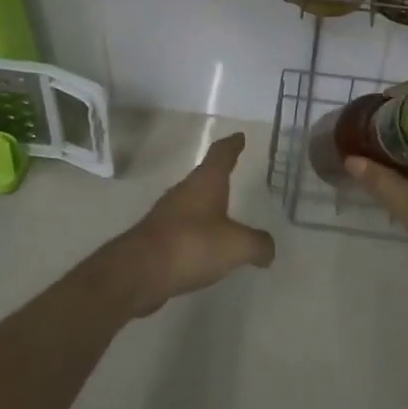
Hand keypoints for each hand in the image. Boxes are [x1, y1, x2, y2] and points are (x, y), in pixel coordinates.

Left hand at [103, 133, 275, 316]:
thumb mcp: (236, 245)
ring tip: (225, 213)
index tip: (239, 136)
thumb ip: (258, 244)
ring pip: (193, 202)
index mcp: (205, 182)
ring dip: (208, 205)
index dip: (232, 145)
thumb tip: (268, 248)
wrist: (139, 271)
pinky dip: (198, 231)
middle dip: (219, 175)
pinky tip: (206, 246)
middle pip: (205, 176)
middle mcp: (184, 191)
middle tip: (235, 174)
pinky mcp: (158, 237)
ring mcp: (168, 214)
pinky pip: (185, 227)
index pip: (221, 154)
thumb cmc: (191, 245)